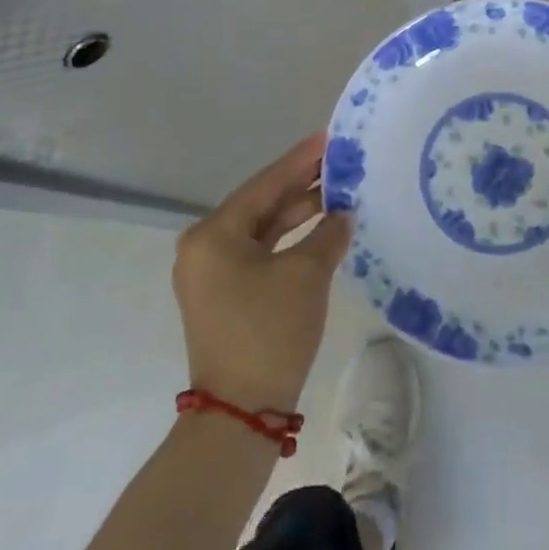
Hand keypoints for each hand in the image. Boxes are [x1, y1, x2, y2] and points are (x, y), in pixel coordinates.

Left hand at [172, 134, 351, 412]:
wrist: (242, 411)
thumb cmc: (269, 331)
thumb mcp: (306, 275)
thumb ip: (328, 234)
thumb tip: (342, 215)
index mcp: (213, 234)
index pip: (265, 185)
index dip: (300, 161)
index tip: (329, 138)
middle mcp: (205, 247)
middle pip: (262, 204)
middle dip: (302, 185)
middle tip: (340, 163)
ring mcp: (213, 273)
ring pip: (263, 229)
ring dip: (299, 213)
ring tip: (339, 192)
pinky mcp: (226, 294)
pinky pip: (262, 253)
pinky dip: (290, 241)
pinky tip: (322, 229)